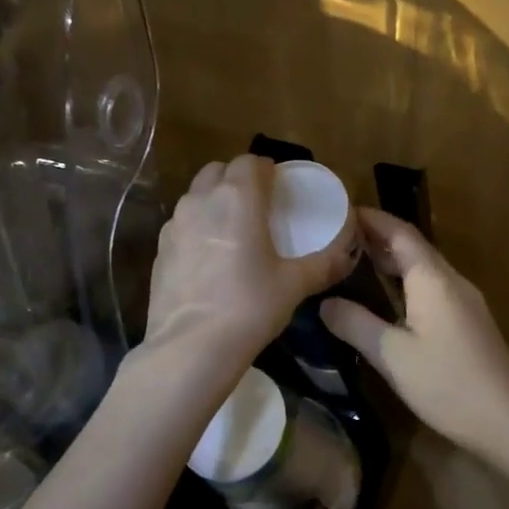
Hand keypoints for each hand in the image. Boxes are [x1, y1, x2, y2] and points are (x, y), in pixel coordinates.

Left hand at [145, 155, 354, 361]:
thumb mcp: (295, 285)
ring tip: (234, 229)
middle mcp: (202, 200)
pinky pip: (182, 224)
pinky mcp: (160, 249)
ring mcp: (175, 224)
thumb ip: (325, 263)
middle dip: (238, 179)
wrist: (191, 347)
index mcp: (238, 197)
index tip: (279, 187)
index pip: (250, 162)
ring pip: (196, 195)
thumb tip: (348, 254)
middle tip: (258, 205)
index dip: (266, 170)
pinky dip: (197, 227)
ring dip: (215, 200)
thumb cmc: (250, 306)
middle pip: (218, 171)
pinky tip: (210, 258)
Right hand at [320, 209, 508, 456]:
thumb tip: (325, 303)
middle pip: (412, 247)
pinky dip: (404, 282)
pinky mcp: (467, 322)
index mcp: (432, 279)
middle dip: (376, 238)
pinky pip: (431, 287)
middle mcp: (450, 281)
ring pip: (423, 268)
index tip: (339, 212)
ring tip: (353, 261)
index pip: (400, 232)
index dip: (371, 219)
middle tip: (336, 238)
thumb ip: (356, 324)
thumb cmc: (448, 384)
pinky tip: (385, 298)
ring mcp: (463, 301)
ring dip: (391, 260)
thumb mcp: (392, 356)